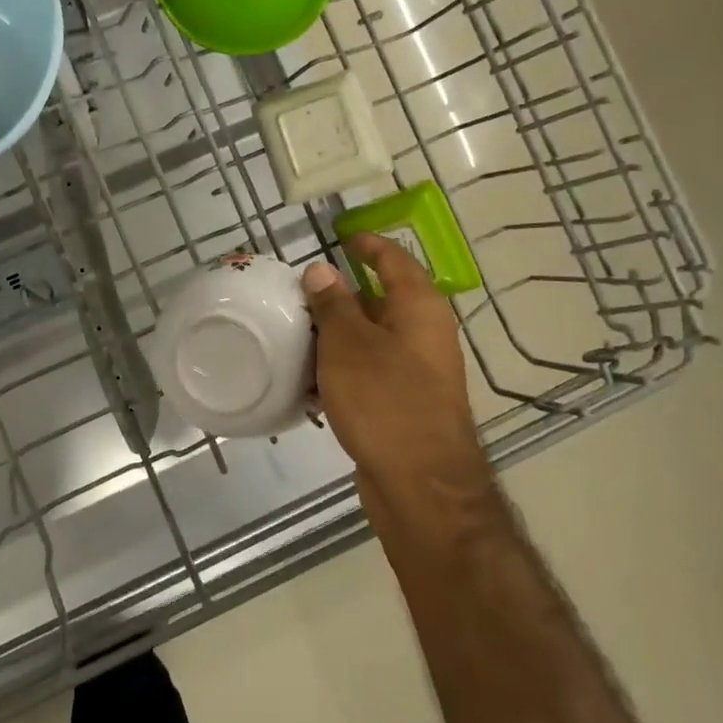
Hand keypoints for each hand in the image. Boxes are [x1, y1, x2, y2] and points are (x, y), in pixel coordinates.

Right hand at [303, 235, 500, 555]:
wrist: (421, 486)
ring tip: (297, 333)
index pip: (394, 259)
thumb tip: (321, 270)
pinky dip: (343, 368)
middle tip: (300, 291)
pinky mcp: (405, 403)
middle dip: (341, 294)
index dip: (368, 245)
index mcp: (420, 307)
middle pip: (381, 299)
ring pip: (372, 338)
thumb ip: (333, 303)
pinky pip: (370, 371)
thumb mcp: (348, 344)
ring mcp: (418, 371)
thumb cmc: (385, 401)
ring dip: (338, 334)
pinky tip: (311, 382)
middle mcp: (425, 333)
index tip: (341, 236)